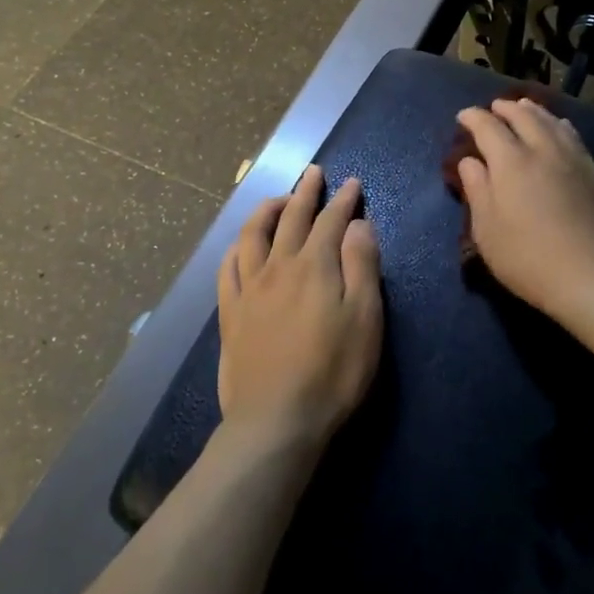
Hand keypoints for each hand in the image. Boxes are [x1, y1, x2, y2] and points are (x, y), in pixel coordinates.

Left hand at [216, 165, 383, 456]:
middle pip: (291, 218)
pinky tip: (240, 244)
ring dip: (267, 210)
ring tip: (278, 199)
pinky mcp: (230, 313)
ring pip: (253, 235)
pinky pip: (228, 268)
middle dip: (306, 192)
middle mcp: (278, 266)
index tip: (352, 183)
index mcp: (315, 266)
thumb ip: (362, 266)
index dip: (343, 200)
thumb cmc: (333, 372)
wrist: (276, 420)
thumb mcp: (365, 318)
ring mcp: (249, 289)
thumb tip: (358, 225)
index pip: (331, 220)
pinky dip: (236, 247)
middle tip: (314, 173)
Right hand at [454, 97, 593, 327]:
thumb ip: (477, 190)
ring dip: (534, 111)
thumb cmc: (528, 258)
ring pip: (552, 122)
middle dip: (506, 108)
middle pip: (523, 116)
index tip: (463, 116)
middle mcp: (542, 150)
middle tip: (495, 107)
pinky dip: (560, 125)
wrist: (593, 277)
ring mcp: (574, 159)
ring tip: (525, 107)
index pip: (488, 127)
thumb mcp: (487, 230)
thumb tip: (470, 161)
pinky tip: (560, 128)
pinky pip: (574, 136)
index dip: (473, 117)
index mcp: (510, 162)